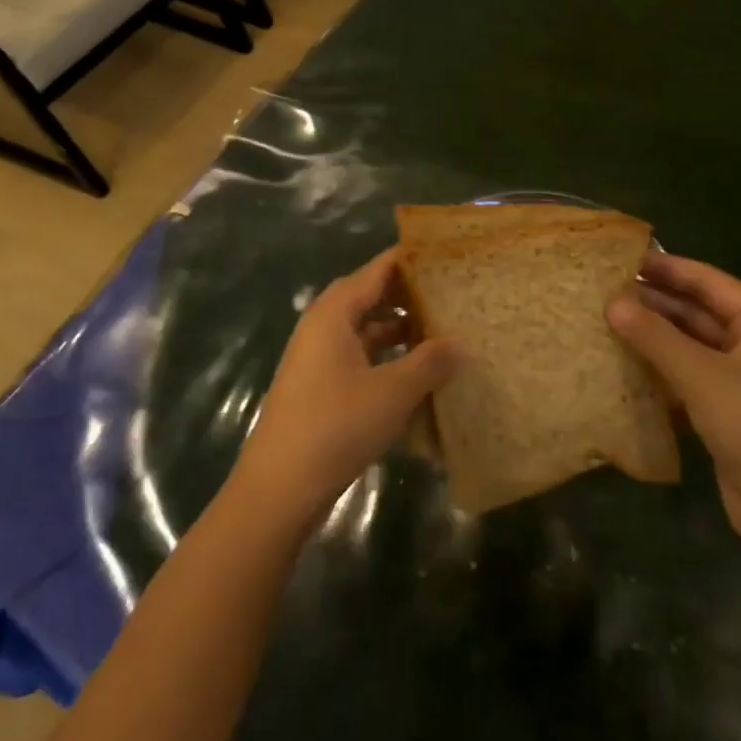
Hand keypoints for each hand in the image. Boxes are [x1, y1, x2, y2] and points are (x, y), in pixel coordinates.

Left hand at [230, 247, 453, 528]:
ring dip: (396, 329)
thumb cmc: (337, 425)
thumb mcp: (393, 392)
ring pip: (363, 329)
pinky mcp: (318, 385)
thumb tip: (460, 342)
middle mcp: (322, 325)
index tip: (443, 254)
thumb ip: (429, 362)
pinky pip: (357, 356)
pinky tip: (413, 373)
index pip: (376, 270)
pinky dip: (384, 357)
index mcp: (334, 312)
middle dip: (406, 295)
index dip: (408, 260)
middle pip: (368, 296)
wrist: (280, 486)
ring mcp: (317, 357)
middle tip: (448, 293)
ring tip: (439, 331)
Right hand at [607, 253, 740, 551]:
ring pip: (690, 346)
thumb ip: (654, 336)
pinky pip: (688, 378)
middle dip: (654, 301)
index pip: (708, 281)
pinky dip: (659, 370)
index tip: (621, 257)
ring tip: (605, 321)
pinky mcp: (728, 414)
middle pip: (698, 312)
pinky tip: (623, 366)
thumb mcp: (702, 376)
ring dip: (653, 336)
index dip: (667, 266)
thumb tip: (611, 302)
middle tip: (603, 290)